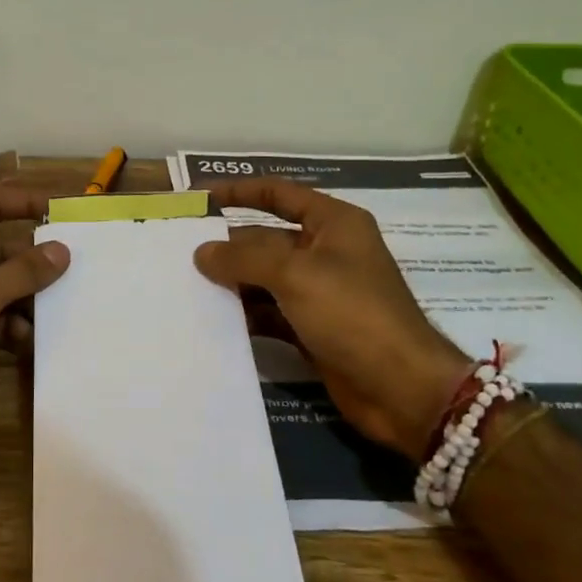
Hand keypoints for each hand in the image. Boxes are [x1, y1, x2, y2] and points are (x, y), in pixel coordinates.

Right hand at [195, 180, 468, 455]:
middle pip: (267, 238)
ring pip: (265, 278)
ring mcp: (320, 292)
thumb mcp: (295, 275)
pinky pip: (270, 312)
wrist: (401, 389)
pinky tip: (213, 319)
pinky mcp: (313, 328)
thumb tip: (201, 252)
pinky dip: (245, 314)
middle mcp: (327, 251)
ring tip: (187, 285)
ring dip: (233, 282)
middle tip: (181, 253)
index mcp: (333, 223)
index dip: (240, 192)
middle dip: (229, 246)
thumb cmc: (352, 313)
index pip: (279, 194)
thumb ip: (243, 259)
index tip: (200, 199)